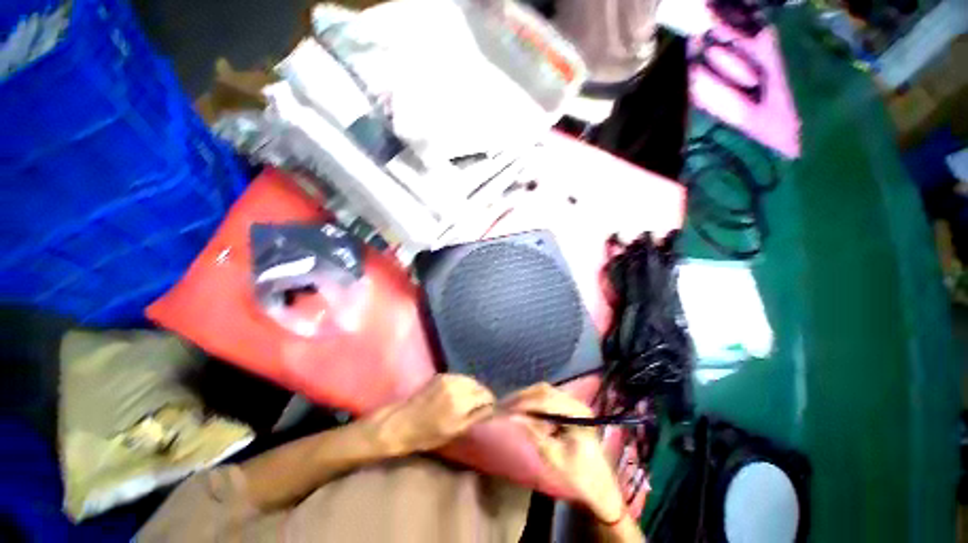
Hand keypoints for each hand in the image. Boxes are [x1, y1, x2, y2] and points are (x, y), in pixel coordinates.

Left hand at [366, 375, 494, 455]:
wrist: (401, 423)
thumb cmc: (427, 435)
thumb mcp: (455, 431)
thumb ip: (475, 417)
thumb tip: (491, 409)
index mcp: (460, 403)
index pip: (486, 396)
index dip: (490, 403)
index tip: (489, 410)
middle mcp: (456, 386)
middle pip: (480, 386)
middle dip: (483, 395)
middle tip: (480, 407)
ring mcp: (448, 378)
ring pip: (471, 380)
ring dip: (474, 389)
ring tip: (470, 401)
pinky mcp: (442, 375)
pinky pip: (460, 378)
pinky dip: (464, 384)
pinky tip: (459, 394)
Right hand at [504, 383, 627, 523]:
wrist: (599, 486)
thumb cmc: (578, 475)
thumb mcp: (554, 457)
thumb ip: (534, 433)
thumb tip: (512, 417)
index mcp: (578, 413)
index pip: (546, 400)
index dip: (524, 403)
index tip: (506, 411)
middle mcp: (576, 402)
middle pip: (544, 391)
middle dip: (522, 398)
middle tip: (504, 407)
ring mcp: (573, 402)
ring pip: (543, 391)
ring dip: (525, 397)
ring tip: (509, 407)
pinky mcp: (568, 406)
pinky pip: (546, 396)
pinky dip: (531, 400)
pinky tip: (521, 408)